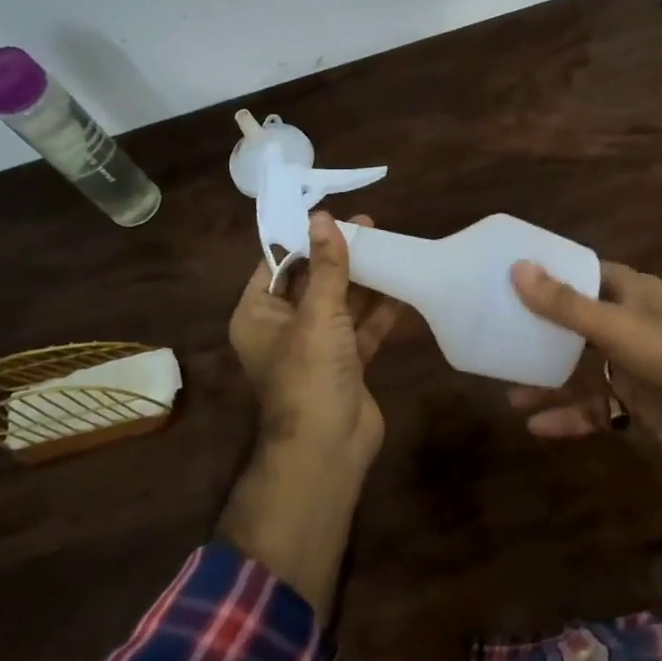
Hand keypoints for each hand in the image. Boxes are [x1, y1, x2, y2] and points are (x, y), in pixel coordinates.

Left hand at [229, 211, 402, 462]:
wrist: (328, 447)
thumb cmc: (309, 373)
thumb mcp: (317, 313)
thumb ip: (326, 266)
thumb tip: (323, 217)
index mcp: (258, 314)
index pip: (277, 264)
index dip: (304, 238)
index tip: (332, 213)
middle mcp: (283, 327)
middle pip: (312, 281)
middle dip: (339, 256)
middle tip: (369, 225)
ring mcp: (317, 346)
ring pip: (341, 303)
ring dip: (363, 279)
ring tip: (390, 245)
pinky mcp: (347, 362)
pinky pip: (362, 327)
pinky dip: (380, 309)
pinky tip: (403, 283)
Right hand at [507, 259, 661, 440]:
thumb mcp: (613, 324)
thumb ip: (564, 304)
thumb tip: (517, 268)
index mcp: (627, 291)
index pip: (582, 274)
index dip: (549, 275)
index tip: (511, 278)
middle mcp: (624, 323)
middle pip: (573, 324)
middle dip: (539, 334)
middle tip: (499, 337)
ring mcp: (627, 364)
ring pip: (579, 370)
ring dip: (548, 382)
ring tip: (509, 393)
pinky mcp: (631, 400)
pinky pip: (592, 406)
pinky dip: (567, 416)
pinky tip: (536, 426)